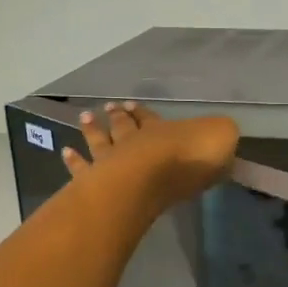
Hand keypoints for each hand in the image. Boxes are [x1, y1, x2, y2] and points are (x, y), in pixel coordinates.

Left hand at [62, 102, 239, 211]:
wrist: (152, 179)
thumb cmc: (188, 160)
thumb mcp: (220, 139)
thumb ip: (220, 135)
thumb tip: (222, 133)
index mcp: (163, 131)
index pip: (151, 119)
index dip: (142, 113)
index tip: (130, 105)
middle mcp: (134, 142)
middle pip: (123, 128)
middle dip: (116, 118)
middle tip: (106, 109)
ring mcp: (112, 161)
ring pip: (100, 142)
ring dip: (92, 131)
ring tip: (84, 119)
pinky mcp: (96, 181)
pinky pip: (82, 169)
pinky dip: (74, 161)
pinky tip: (66, 153)